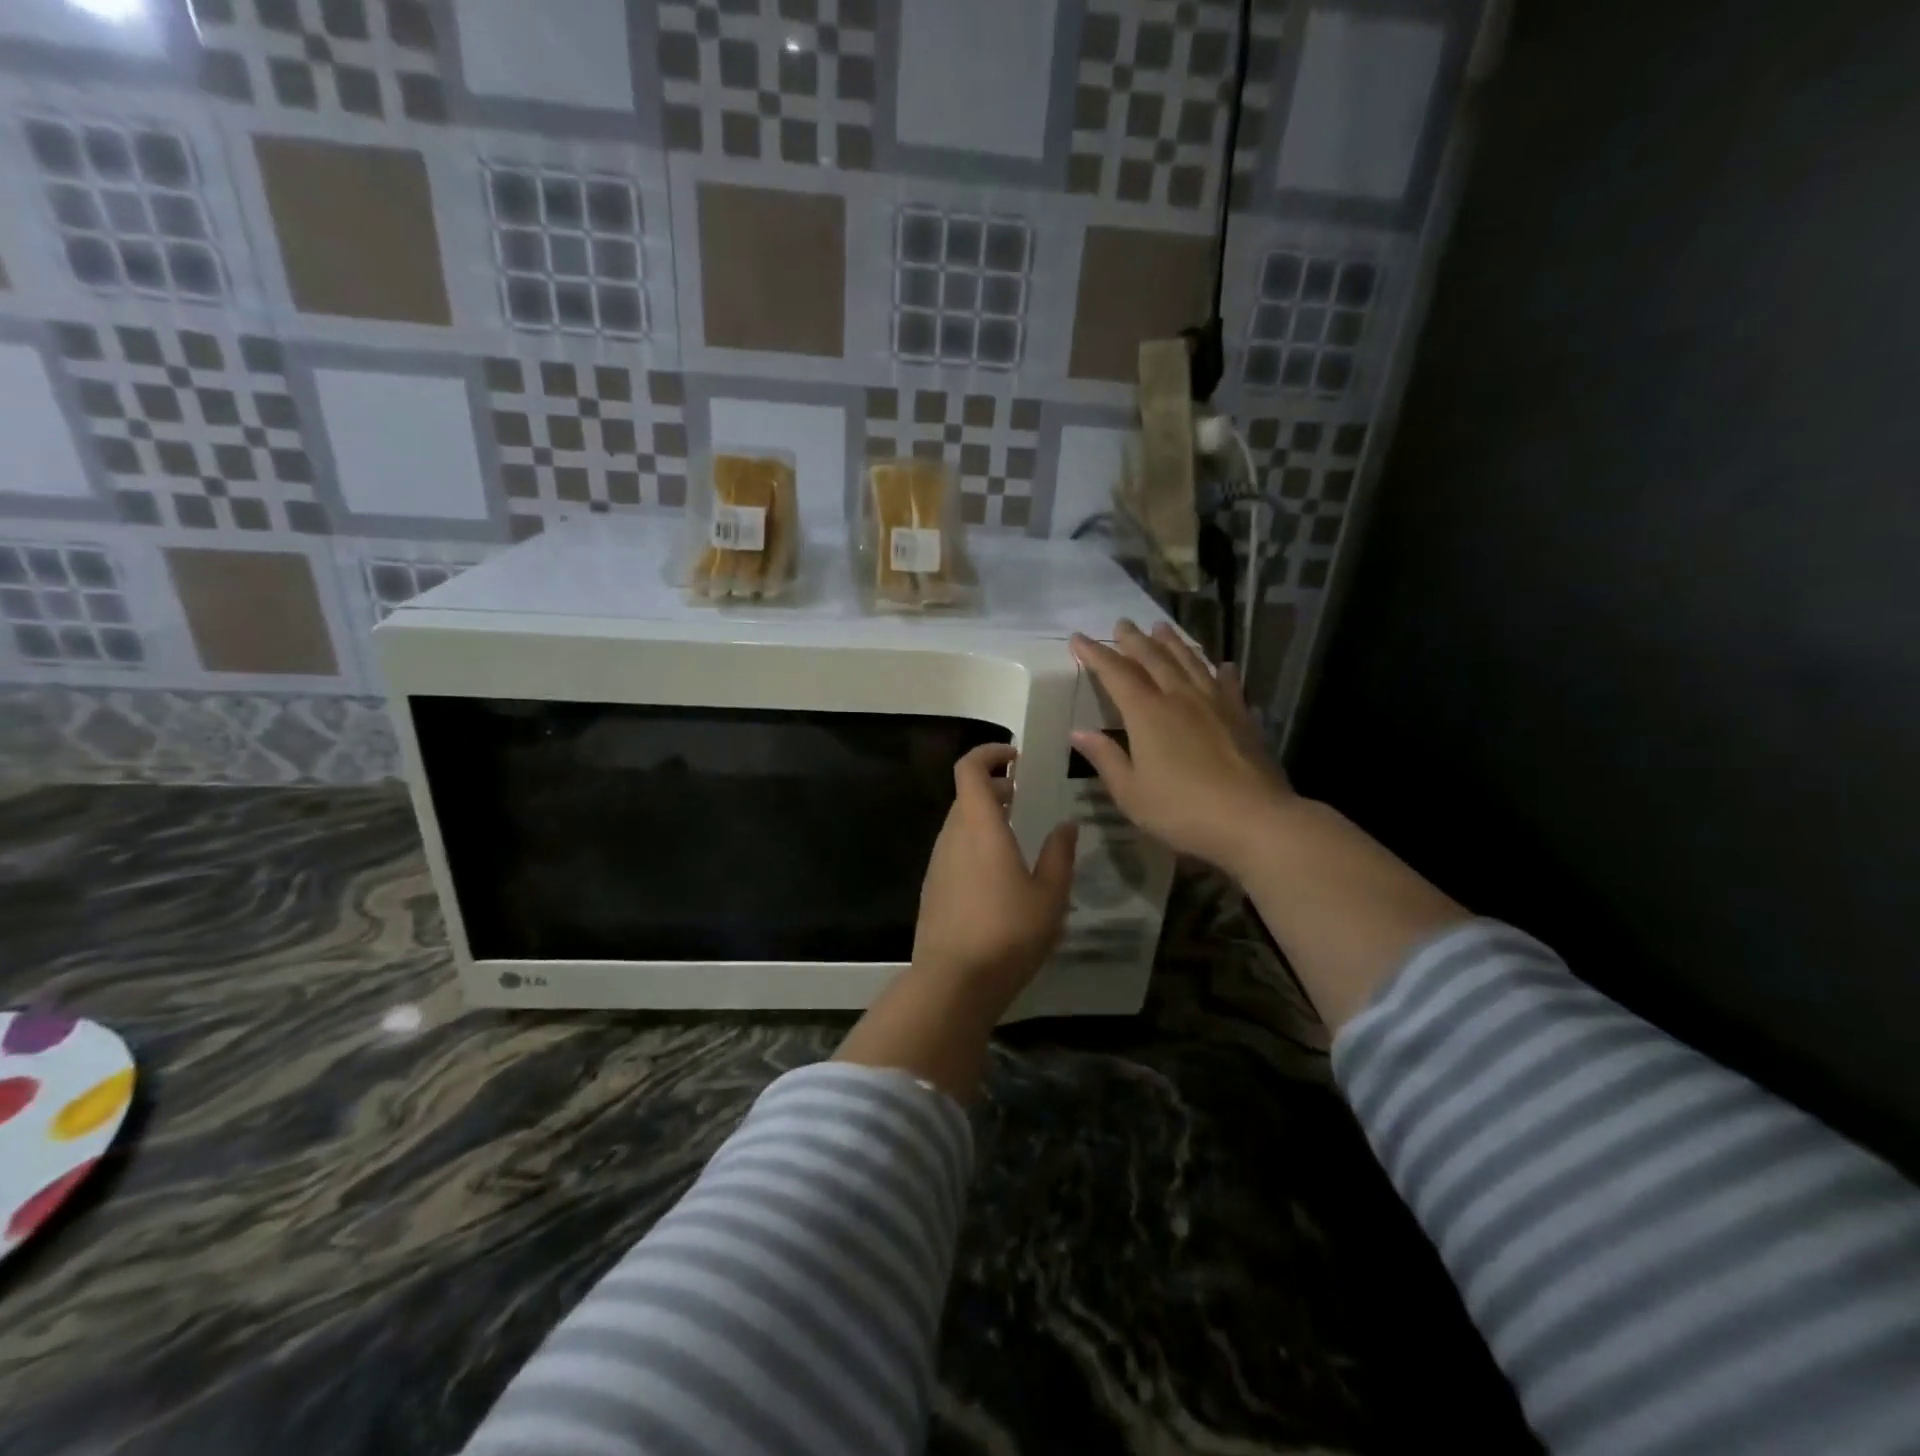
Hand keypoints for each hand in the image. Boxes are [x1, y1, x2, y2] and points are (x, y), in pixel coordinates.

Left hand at [911, 743, 1078, 1012]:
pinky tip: (999, 878)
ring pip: (959, 825)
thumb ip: (1059, 855)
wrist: (952, 983)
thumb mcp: (1049, 896)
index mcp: (979, 826)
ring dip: (985, 819)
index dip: (989, 753)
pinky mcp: (932, 889)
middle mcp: (951, 836)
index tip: (1016, 757)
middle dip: (994, 788)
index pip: (970, 768)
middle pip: (965, 796)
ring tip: (1017, 838)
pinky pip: (954, 852)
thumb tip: (1065, 825)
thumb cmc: (1008, 932)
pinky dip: (974, 846)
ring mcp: (937, 863)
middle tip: (1024, 799)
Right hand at [1069, 620, 1295, 874]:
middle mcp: (1179, 697)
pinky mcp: (1241, 716)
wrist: (1253, 819)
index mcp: (1147, 713)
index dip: (1095, 654)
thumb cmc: (1181, 810)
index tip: (1079, 638)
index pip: (1116, 674)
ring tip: (1161, 628)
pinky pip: (1226, 683)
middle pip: (1154, 658)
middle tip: (1122, 623)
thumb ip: (1105, 758)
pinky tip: (1221, 665)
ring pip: (1190, 662)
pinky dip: (1219, 670)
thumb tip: (1078, 732)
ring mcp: (1214, 703)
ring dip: (1173, 643)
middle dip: (1134, 640)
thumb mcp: (1130, 792)